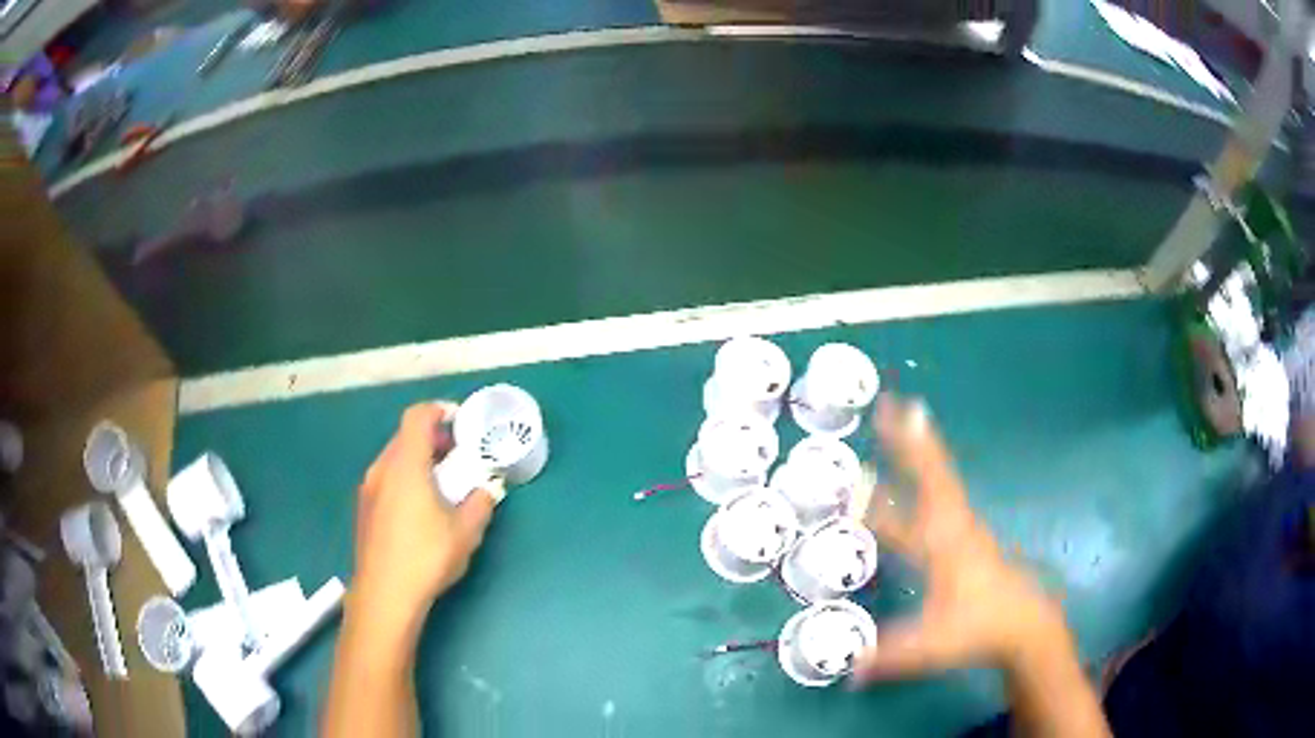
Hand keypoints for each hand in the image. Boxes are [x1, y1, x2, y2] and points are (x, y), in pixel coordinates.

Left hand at [352, 402, 501, 627]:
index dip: (438, 410)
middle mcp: (382, 469)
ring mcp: (369, 490)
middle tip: (457, 454)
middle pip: (404, 436)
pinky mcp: (364, 510)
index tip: (459, 421)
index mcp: (406, 465)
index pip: (417, 417)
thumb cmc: (427, 556)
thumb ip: (481, 503)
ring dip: (417, 459)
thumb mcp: (466, 532)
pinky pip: (386, 478)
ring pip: (393, 458)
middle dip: (432, 438)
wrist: (385, 594)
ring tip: (441, 482)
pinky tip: (419, 507)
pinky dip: (404, 477)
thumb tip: (488, 490)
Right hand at [852, 396, 1070, 682]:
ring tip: (898, 434)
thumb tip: (846, 670)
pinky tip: (911, 492)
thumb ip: (889, 656)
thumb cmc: (980, 627)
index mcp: (945, 539)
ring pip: (937, 486)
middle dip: (911, 439)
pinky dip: (924, 483)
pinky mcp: (966, 542)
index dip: (909, 448)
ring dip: (918, 458)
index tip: (894, 412)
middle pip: (932, 473)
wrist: (1023, 626)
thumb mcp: (933, 644)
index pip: (925, 485)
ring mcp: (963, 531)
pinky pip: (940, 501)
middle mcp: (954, 525)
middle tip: (891, 405)